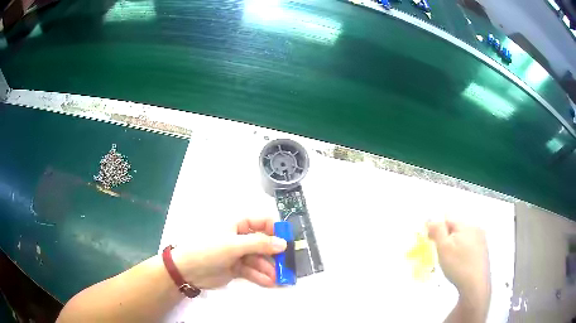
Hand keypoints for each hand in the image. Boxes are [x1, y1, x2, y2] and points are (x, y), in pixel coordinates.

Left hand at [172, 218, 285, 288]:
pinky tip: (269, 282)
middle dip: (275, 254)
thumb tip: (283, 243)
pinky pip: (252, 270)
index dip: (275, 230)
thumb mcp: (234, 245)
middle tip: (287, 265)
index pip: (261, 222)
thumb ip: (259, 244)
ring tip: (279, 278)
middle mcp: (240, 237)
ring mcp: (238, 253)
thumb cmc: (209, 249)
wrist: (187, 270)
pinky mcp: (236, 268)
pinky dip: (260, 276)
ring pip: (259, 259)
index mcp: (237, 224)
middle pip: (263, 243)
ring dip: (269, 268)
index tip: (288, 241)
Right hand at [427, 220, 490, 300]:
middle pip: (456, 228)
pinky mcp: (483, 251)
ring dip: (455, 244)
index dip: (437, 228)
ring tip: (450, 260)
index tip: (431, 241)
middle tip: (441, 253)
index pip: (448, 219)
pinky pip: (470, 246)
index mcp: (466, 225)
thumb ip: (437, 231)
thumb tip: (431, 220)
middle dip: (447, 237)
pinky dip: (463, 251)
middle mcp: (476, 229)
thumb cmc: (458, 265)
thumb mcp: (443, 247)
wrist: (475, 284)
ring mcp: (482, 240)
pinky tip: (460, 264)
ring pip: (463, 237)